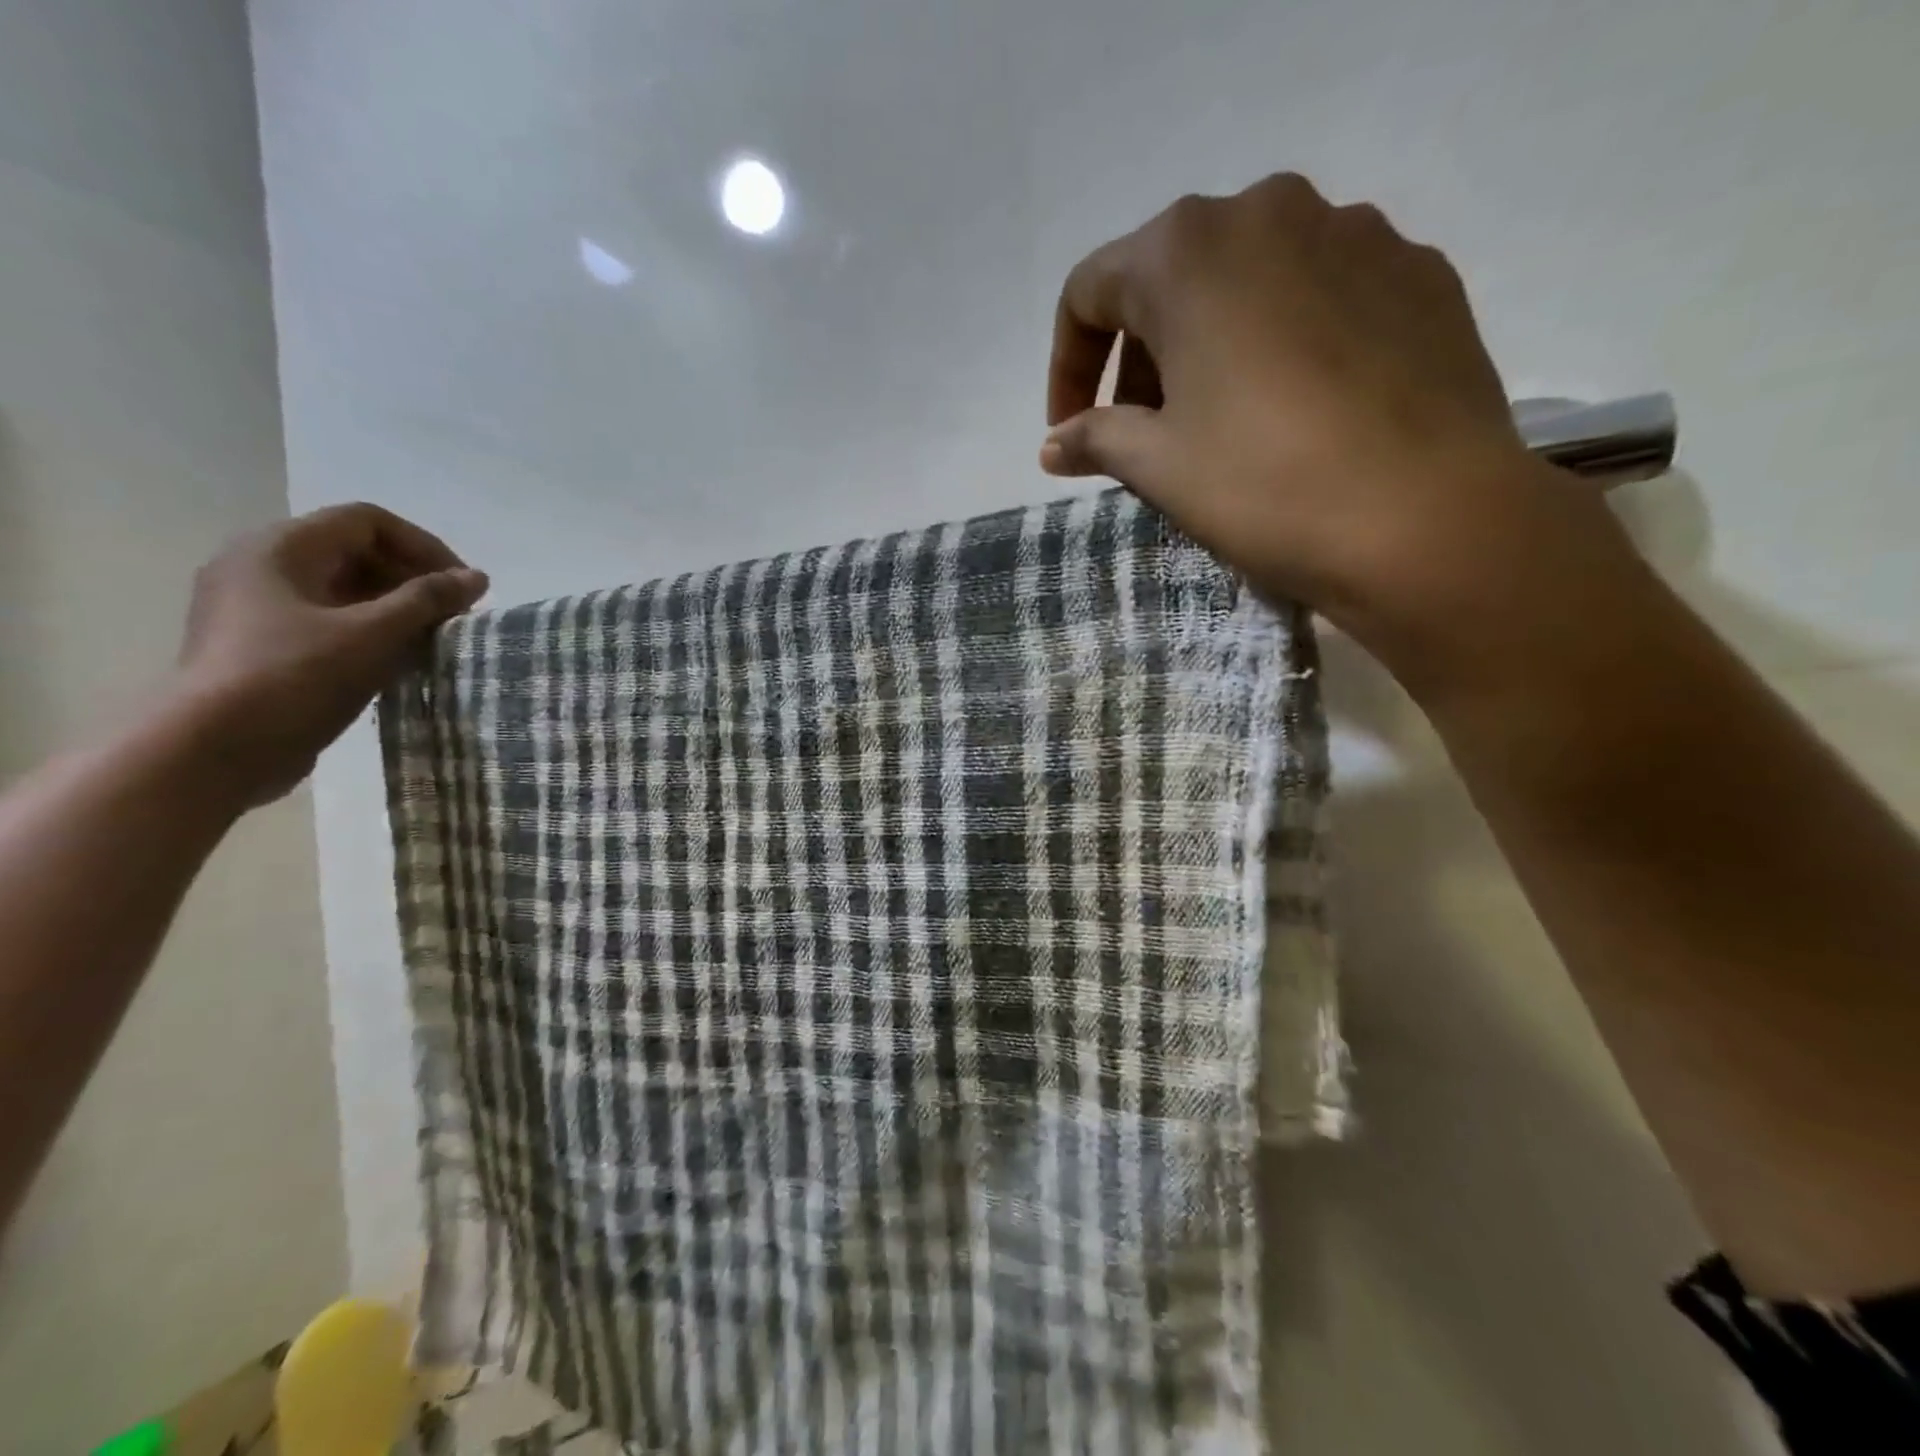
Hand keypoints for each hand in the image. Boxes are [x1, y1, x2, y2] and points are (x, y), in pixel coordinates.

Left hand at [170, 503, 487, 807]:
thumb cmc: (294, 677)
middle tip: (454, 616)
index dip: (424, 547)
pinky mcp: (261, 645)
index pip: (368, 521)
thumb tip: (476, 578)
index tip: (462, 587)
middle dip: (413, 579)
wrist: (212, 751)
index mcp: (280, 548)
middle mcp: (261, 565)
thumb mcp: (373, 634)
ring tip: (434, 640)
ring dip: (396, 608)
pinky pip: (328, 621)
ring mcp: (256, 607)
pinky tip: (398, 662)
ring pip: (343, 590)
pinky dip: (370, 632)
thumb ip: (428, 600)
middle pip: (355, 552)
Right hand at [1041, 173, 1625, 667]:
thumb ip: (1095, 438)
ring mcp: (1356, 233)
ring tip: (1219, 424)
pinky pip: (1319, 296)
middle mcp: (1268, 212)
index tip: (1071, 433)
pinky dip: (1283, 343)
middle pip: (1169, 280)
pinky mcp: (1417, 273)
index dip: (1067, 368)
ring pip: (1247, 283)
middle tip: (1143, 435)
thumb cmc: (1264, 485)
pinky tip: (1296, 410)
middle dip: (1139, 359)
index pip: (1089, 292)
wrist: (1428, 520)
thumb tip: (1054, 445)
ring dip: (1209, 348)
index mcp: (1187, 251)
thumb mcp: (1158, 466)